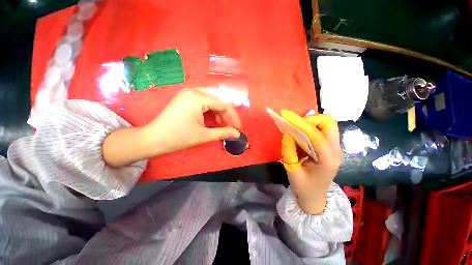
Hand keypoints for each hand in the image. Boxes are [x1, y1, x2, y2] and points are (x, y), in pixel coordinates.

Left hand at [103, 88, 240, 166]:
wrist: (153, 140)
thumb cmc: (178, 138)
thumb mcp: (203, 136)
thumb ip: (223, 133)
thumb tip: (238, 134)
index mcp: (198, 98)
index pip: (223, 104)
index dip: (233, 116)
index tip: (238, 128)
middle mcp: (194, 91)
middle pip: (218, 100)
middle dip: (226, 115)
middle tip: (231, 127)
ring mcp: (188, 94)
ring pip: (212, 101)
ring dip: (219, 113)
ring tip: (222, 126)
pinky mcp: (186, 99)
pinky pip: (204, 103)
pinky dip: (211, 112)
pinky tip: (213, 121)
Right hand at [279, 110, 342, 214]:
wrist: (315, 197)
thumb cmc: (303, 187)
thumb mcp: (292, 171)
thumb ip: (288, 152)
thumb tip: (287, 134)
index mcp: (328, 160)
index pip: (316, 135)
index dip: (301, 124)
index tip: (287, 117)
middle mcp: (336, 151)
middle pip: (329, 124)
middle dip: (310, 120)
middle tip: (295, 125)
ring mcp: (336, 149)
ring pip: (327, 125)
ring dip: (311, 123)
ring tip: (297, 129)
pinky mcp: (332, 148)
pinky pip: (324, 130)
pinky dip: (312, 128)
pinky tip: (302, 135)